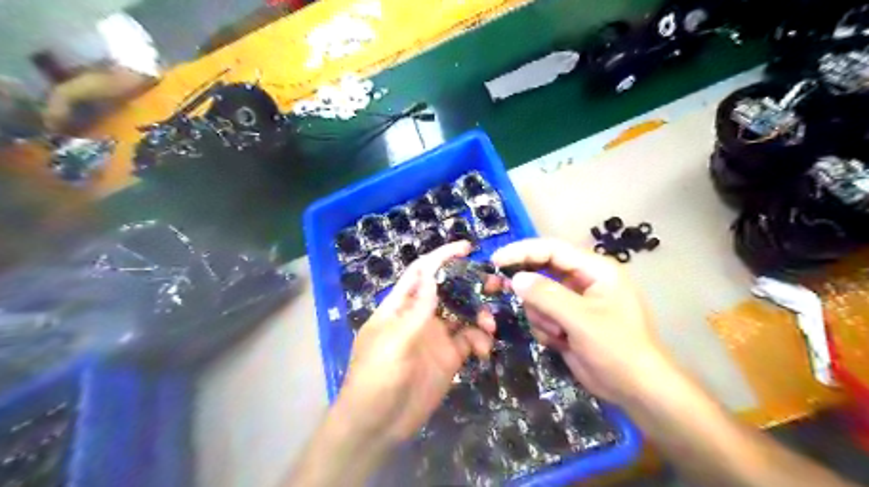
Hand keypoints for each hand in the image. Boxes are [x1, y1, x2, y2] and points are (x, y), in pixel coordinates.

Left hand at [334, 239, 495, 444]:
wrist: (377, 426)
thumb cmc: (376, 377)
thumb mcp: (394, 340)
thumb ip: (417, 309)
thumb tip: (432, 273)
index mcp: (401, 306)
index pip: (422, 273)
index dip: (442, 257)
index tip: (467, 248)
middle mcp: (421, 316)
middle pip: (449, 290)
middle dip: (471, 284)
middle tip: (496, 285)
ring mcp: (436, 336)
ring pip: (464, 314)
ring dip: (480, 314)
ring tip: (490, 325)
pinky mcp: (449, 357)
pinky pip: (470, 340)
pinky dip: (481, 340)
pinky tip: (485, 350)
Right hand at [492, 238, 666, 404]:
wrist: (636, 390)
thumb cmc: (617, 348)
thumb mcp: (581, 319)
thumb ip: (546, 295)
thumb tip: (515, 279)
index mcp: (595, 270)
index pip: (552, 249)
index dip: (522, 251)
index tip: (496, 260)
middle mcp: (584, 280)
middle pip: (542, 271)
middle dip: (530, 290)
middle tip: (501, 291)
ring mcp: (574, 302)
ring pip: (538, 297)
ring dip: (541, 316)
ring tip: (559, 334)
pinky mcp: (568, 321)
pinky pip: (542, 315)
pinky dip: (545, 329)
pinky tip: (561, 343)